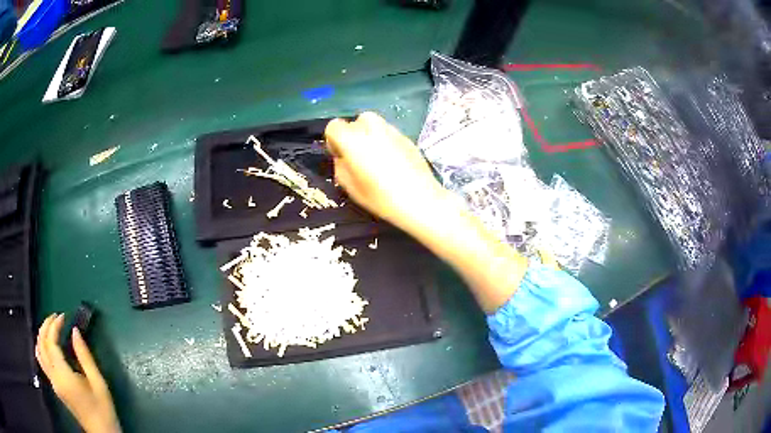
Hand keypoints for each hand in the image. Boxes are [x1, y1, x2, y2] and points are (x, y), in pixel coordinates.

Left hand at [36, 314, 120, 432]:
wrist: (102, 432)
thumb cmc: (102, 409)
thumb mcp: (98, 382)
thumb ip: (85, 356)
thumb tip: (75, 330)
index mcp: (64, 376)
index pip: (51, 343)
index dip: (54, 326)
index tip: (63, 317)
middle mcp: (54, 377)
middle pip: (42, 344)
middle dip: (46, 326)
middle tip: (56, 317)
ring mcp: (53, 382)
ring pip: (39, 351)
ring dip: (42, 334)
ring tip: (50, 326)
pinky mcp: (54, 386)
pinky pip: (41, 360)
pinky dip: (40, 346)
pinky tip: (45, 343)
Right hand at [325, 112, 447, 231]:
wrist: (420, 199)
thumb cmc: (381, 198)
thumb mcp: (350, 188)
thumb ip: (340, 167)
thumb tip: (342, 158)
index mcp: (353, 140)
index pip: (334, 126)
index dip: (333, 140)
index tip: (340, 156)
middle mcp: (371, 129)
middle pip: (356, 121)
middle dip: (354, 134)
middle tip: (359, 155)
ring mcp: (392, 131)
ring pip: (374, 123)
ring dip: (369, 135)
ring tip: (376, 157)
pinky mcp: (407, 137)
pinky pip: (389, 133)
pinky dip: (386, 141)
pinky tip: (393, 161)